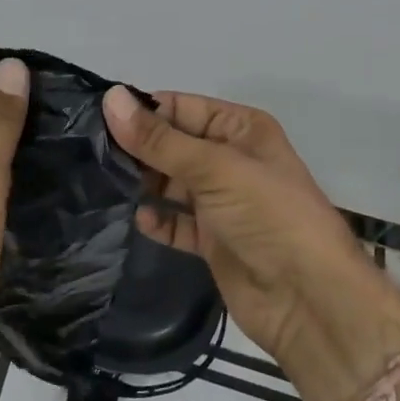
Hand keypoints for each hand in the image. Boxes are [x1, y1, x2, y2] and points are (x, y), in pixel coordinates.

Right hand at [103, 87, 399, 372]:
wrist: (310, 301)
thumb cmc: (268, 216)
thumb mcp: (214, 168)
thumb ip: (159, 139)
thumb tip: (110, 99)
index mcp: (240, 129)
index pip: (181, 107)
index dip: (143, 111)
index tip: (95, 118)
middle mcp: (230, 160)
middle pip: (173, 144)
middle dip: (138, 148)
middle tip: (89, 153)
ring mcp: (222, 202)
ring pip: (171, 182)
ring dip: (143, 182)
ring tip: (102, 182)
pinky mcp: (213, 240)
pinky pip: (176, 221)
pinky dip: (157, 220)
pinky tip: (137, 218)